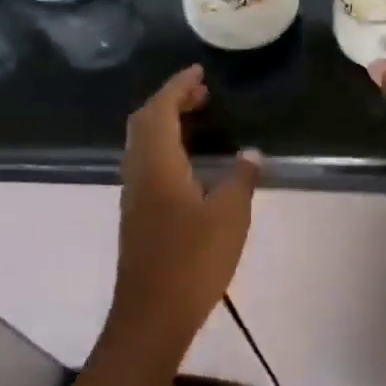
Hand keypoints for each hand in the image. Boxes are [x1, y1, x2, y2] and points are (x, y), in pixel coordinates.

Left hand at [107, 66, 260, 358]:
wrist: (152, 314)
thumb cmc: (192, 261)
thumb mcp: (230, 217)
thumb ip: (241, 179)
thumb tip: (251, 153)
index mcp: (157, 165)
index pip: (160, 110)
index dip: (177, 86)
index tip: (200, 72)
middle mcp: (138, 173)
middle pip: (145, 122)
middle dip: (171, 100)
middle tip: (203, 93)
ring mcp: (134, 196)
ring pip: (143, 144)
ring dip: (167, 124)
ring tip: (199, 120)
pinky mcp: (138, 215)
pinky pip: (147, 164)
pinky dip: (166, 148)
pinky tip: (190, 163)